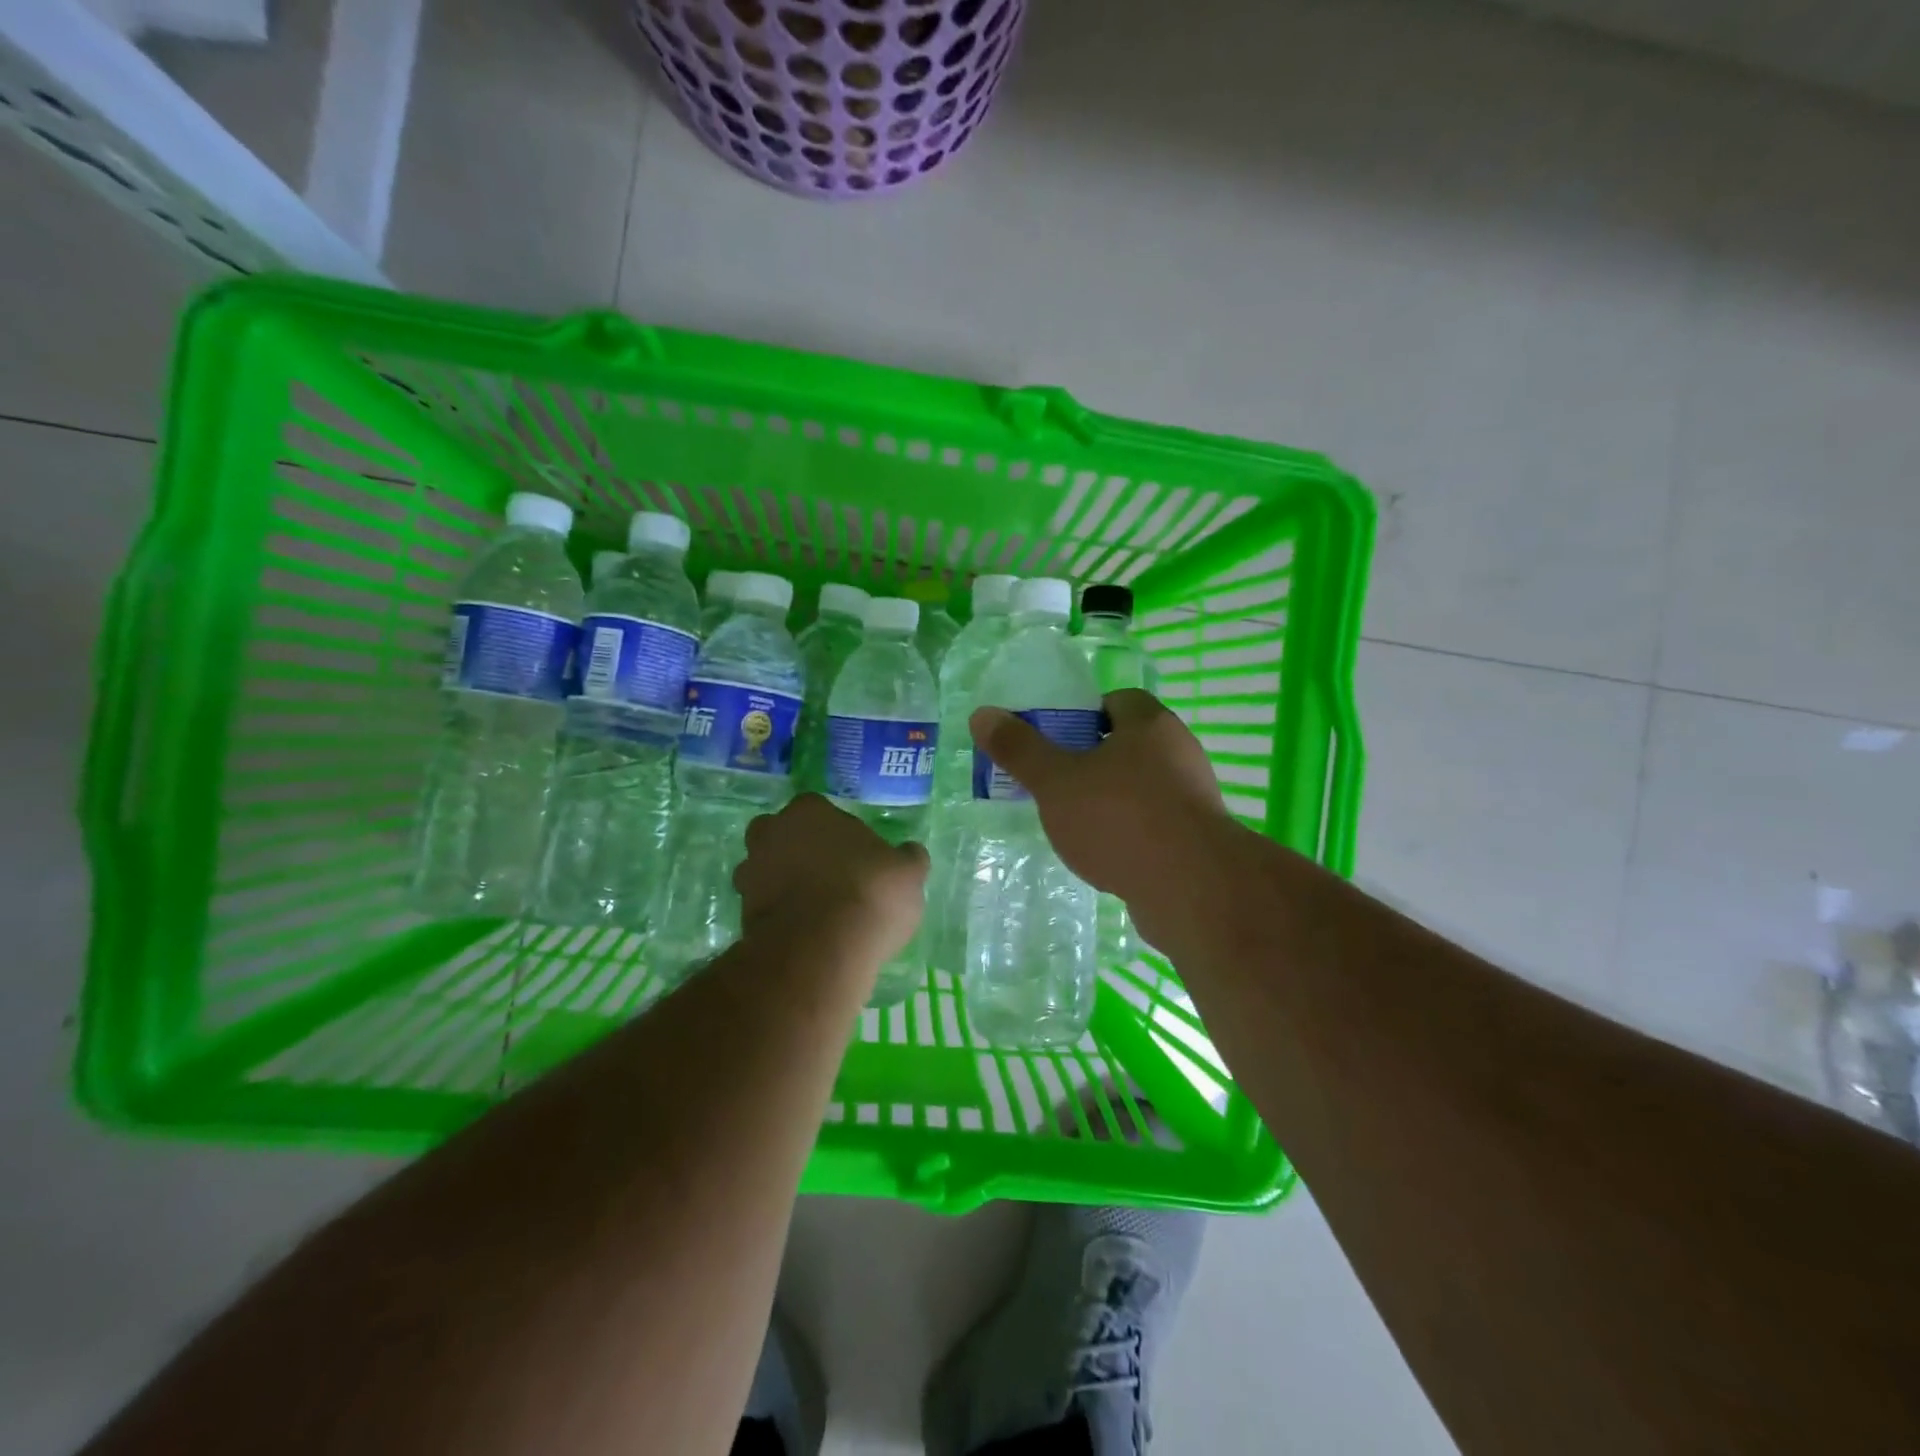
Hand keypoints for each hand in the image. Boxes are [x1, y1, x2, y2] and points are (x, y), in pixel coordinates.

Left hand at [733, 794, 928, 963]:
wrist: (821, 949)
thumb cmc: (869, 893)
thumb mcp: (908, 873)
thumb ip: (907, 858)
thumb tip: (910, 852)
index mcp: (809, 811)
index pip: (817, 809)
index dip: (835, 831)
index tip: (853, 853)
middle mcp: (772, 834)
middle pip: (780, 835)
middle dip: (797, 851)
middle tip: (828, 876)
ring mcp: (751, 875)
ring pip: (765, 872)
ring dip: (782, 884)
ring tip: (815, 910)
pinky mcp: (741, 915)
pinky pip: (762, 909)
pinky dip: (777, 916)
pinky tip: (803, 933)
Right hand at [968, 690, 1229, 934]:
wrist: (1191, 888)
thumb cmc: (1119, 818)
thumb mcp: (1056, 781)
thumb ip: (1020, 749)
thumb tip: (982, 714)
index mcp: (1150, 725)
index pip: (1119, 700)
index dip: (1086, 714)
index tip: (1058, 739)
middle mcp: (1180, 752)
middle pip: (1131, 744)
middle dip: (1095, 760)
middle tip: (1058, 781)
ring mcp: (1194, 798)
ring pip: (1144, 787)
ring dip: (1113, 799)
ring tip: (1075, 822)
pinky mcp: (1199, 839)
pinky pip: (1156, 824)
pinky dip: (1131, 833)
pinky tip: (1106, 856)